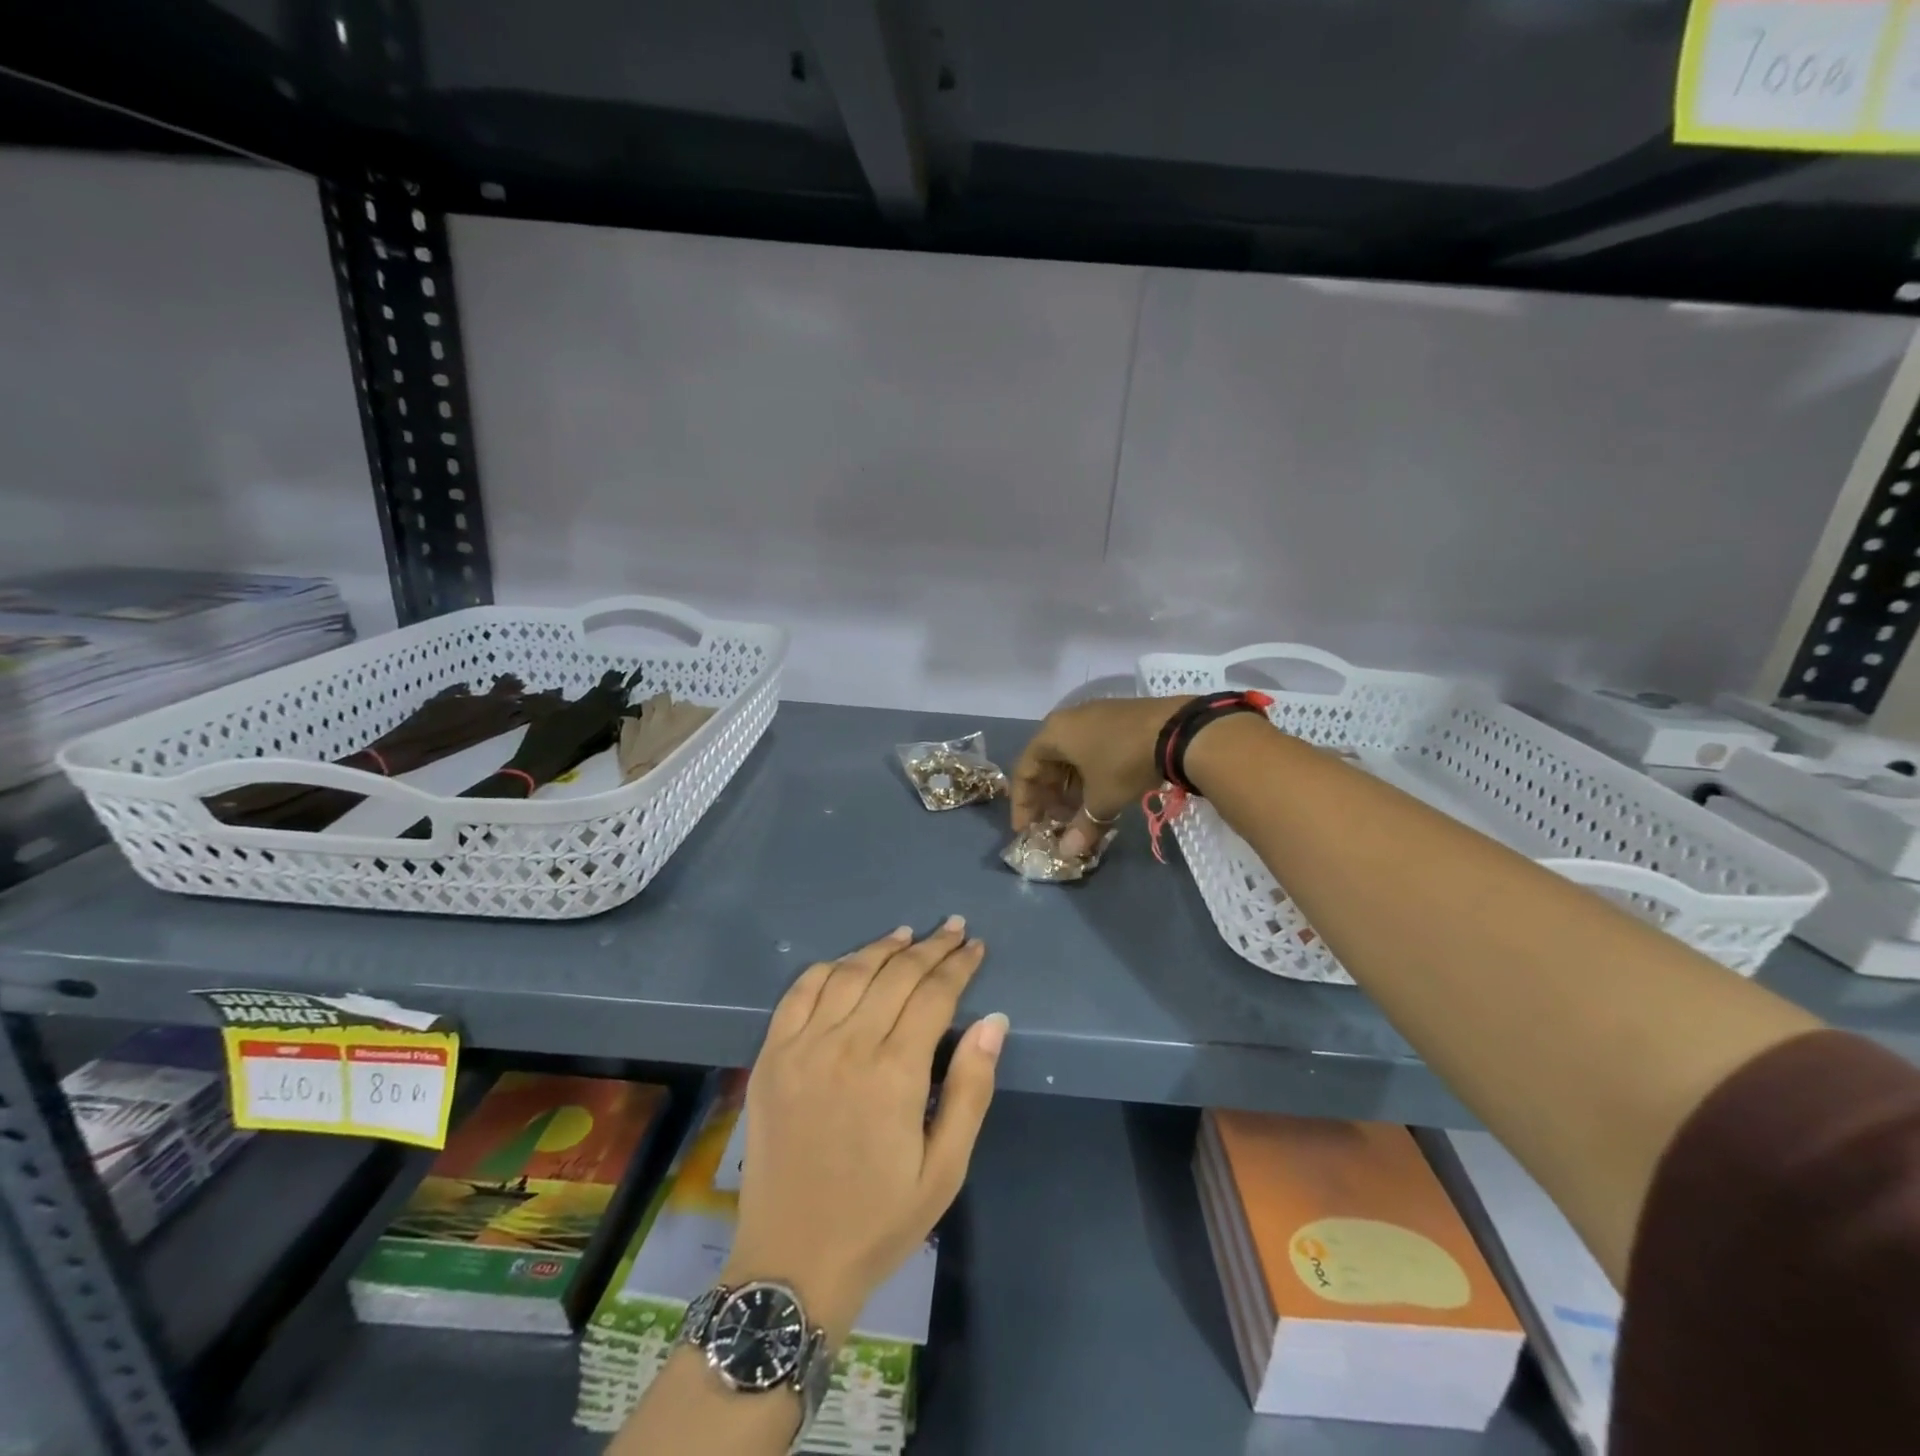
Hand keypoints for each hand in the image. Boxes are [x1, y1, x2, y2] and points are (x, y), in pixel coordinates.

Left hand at [727, 919, 1004, 1343]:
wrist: (792, 1262)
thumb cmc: (880, 1220)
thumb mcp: (944, 1169)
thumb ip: (970, 1089)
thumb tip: (993, 1021)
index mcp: (893, 1074)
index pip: (934, 995)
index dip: (958, 965)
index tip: (974, 946)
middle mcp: (846, 1046)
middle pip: (895, 975)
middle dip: (929, 947)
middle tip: (952, 929)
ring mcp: (802, 1047)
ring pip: (848, 973)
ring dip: (881, 948)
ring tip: (907, 935)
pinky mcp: (771, 1056)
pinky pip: (799, 992)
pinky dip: (827, 968)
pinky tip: (848, 962)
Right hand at [1011, 696, 1193, 855]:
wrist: (1178, 730)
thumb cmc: (1124, 762)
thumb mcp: (1102, 799)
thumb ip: (1082, 826)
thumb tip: (1067, 853)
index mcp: (1053, 733)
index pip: (1024, 770)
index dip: (1023, 803)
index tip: (1026, 830)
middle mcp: (1067, 720)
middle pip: (1046, 763)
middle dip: (1049, 797)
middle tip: (1056, 824)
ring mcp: (1094, 716)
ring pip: (1070, 757)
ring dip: (1069, 788)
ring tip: (1079, 814)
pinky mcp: (1117, 719)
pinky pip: (1090, 750)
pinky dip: (1088, 775)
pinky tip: (1101, 794)